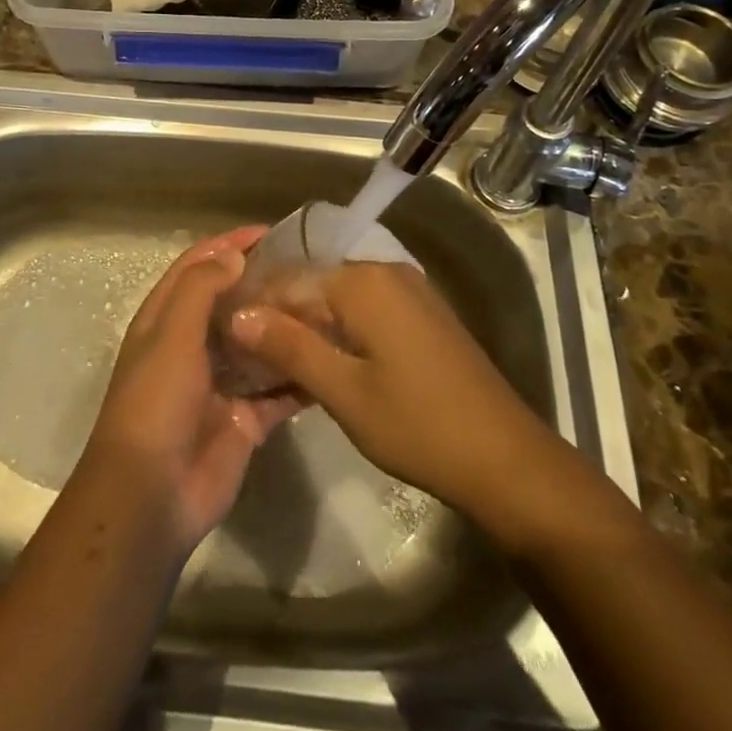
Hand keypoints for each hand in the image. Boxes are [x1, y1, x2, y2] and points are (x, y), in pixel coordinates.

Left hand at [79, 228, 301, 553]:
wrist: (151, 496)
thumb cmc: (155, 402)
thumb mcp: (171, 335)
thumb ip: (201, 289)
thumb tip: (233, 254)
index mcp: (167, 319)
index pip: (198, 266)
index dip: (229, 244)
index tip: (271, 232)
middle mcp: (193, 345)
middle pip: (233, 302)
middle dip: (266, 284)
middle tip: (313, 269)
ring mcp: (221, 383)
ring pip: (259, 344)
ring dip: (287, 327)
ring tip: (330, 307)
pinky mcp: (246, 419)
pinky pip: (279, 392)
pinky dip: (301, 377)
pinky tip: (332, 360)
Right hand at [229, 262, 600, 550]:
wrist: (506, 459)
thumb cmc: (418, 425)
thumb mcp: (344, 391)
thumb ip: (289, 346)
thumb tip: (237, 313)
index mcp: (362, 281)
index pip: (288, 281)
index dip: (255, 309)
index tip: (225, 340)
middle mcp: (383, 271)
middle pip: (314, 285)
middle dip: (281, 317)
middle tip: (247, 358)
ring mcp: (407, 291)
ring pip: (338, 299)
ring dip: (309, 327)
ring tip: (277, 365)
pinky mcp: (421, 314)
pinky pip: (365, 310)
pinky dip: (339, 332)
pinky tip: (323, 365)